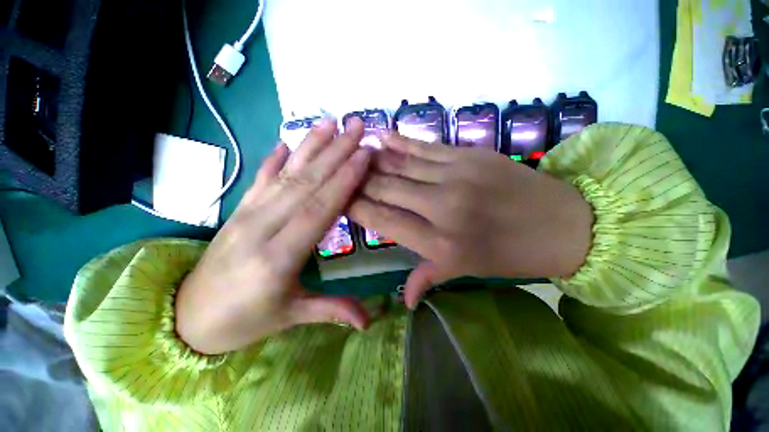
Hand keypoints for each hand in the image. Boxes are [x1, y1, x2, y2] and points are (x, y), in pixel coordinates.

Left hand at [176, 119, 371, 354]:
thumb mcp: (291, 317)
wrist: (186, 319)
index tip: (364, 155)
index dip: (344, 180)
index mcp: (279, 256)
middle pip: (306, 182)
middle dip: (335, 151)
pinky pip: (261, 178)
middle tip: (356, 126)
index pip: (320, 208)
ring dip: (310, 145)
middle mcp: (262, 226)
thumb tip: (370, 322)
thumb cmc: (243, 321)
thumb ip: (332, 310)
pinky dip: (276, 158)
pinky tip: (287, 141)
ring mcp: (247, 213)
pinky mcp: (238, 210)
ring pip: (286, 173)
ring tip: (330, 122)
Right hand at [350, 133, 593, 308]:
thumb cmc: (511, 254)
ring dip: (375, 160)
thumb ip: (428, 278)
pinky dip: (401, 142)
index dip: (358, 208)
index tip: (341, 199)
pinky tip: (382, 137)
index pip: (384, 221)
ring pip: (402, 165)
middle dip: (360, 181)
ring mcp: (456, 176)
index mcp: (440, 243)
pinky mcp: (470, 155)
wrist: (564, 225)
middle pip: (388, 189)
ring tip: (355, 153)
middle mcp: (442, 208)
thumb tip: (401, 300)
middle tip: (342, 174)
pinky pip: (425, 147)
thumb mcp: (466, 272)